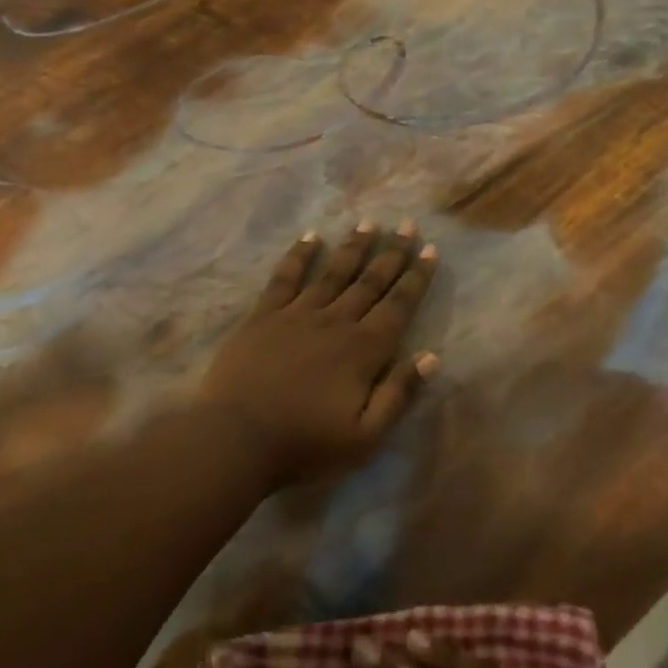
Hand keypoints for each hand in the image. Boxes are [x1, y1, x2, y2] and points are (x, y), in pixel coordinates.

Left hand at [199, 222, 440, 487]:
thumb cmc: (304, 445)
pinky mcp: (263, 316)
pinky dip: (299, 255)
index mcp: (363, 350)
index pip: (398, 306)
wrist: (235, 438)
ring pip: (332, 273)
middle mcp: (335, 322)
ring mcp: (296, 315)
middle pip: (369, 281)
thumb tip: (431, 357)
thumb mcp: (365, 437)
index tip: (429, 250)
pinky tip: (311, 237)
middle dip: (391, 252)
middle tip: (406, 224)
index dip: (416, 278)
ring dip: (353, 247)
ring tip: (369, 223)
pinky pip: (285, 278)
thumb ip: (399, 395)